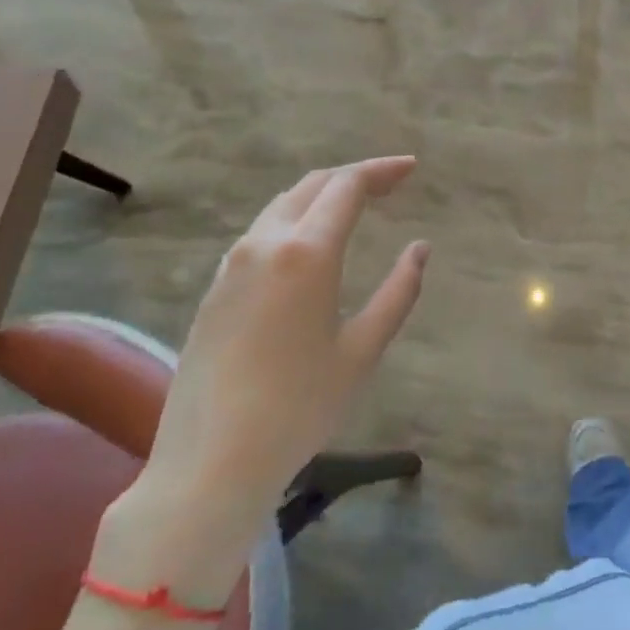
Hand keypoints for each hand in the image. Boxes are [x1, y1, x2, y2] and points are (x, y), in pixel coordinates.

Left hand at [135, 156, 428, 534]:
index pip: (347, 186)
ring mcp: (232, 265)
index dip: (382, 170)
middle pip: (313, 186)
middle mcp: (265, 244)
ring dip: (321, 196)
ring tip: (353, 206)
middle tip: (390, 183)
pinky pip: (260, 234)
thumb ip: (398, 292)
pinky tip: (308, 245)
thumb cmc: (299, 407)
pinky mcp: (214, 289)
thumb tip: (419, 248)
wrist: (209, 462)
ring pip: (282, 206)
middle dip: (354, 176)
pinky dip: (294, 220)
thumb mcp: (362, 351)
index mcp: (306, 252)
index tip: (411, 168)